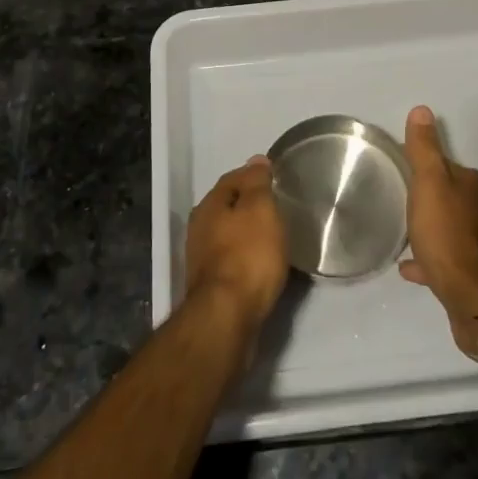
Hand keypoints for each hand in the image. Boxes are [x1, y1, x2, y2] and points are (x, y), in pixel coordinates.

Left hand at [185, 156, 288, 335]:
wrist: (227, 318)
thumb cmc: (248, 255)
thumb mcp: (260, 209)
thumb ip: (257, 182)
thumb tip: (256, 160)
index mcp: (209, 205)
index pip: (233, 179)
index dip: (254, 176)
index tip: (276, 179)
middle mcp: (199, 228)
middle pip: (228, 206)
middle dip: (249, 204)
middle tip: (277, 207)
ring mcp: (202, 259)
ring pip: (228, 234)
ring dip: (248, 232)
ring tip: (274, 235)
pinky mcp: (211, 286)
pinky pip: (232, 259)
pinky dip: (247, 256)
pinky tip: (262, 263)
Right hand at [399, 106, 477, 358]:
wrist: (474, 300)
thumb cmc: (447, 235)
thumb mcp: (429, 184)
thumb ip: (424, 149)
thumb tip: (422, 109)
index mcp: (469, 184)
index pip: (444, 165)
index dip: (423, 164)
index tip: (400, 167)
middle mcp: (477, 209)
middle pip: (446, 194)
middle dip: (426, 193)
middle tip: (396, 195)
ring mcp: (473, 242)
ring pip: (445, 225)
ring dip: (426, 224)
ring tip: (400, 227)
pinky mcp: (467, 272)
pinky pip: (441, 257)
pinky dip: (426, 257)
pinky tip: (407, 265)